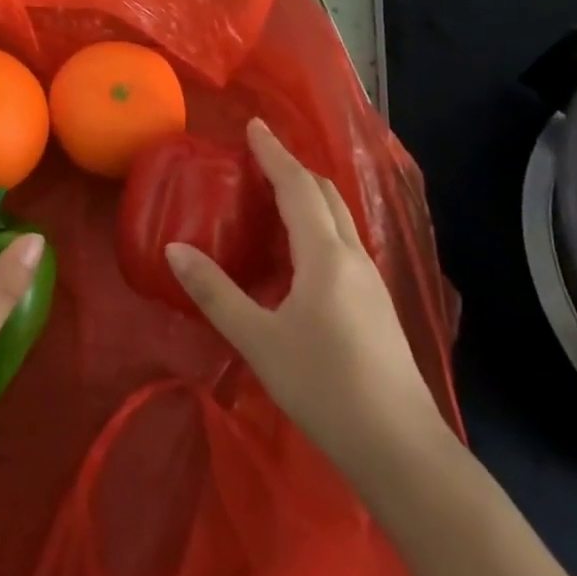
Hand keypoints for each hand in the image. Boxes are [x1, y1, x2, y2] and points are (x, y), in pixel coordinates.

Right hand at [166, 120, 449, 493]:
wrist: (402, 450)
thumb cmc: (325, 387)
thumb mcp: (258, 340)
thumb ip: (215, 292)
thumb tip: (174, 249)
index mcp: (325, 255)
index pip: (297, 186)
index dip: (274, 153)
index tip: (254, 125)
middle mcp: (352, 257)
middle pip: (325, 194)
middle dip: (293, 167)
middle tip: (260, 154)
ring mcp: (370, 281)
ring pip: (339, 218)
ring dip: (308, 194)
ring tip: (276, 192)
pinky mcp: (376, 305)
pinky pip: (343, 242)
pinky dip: (318, 223)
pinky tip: (301, 249)